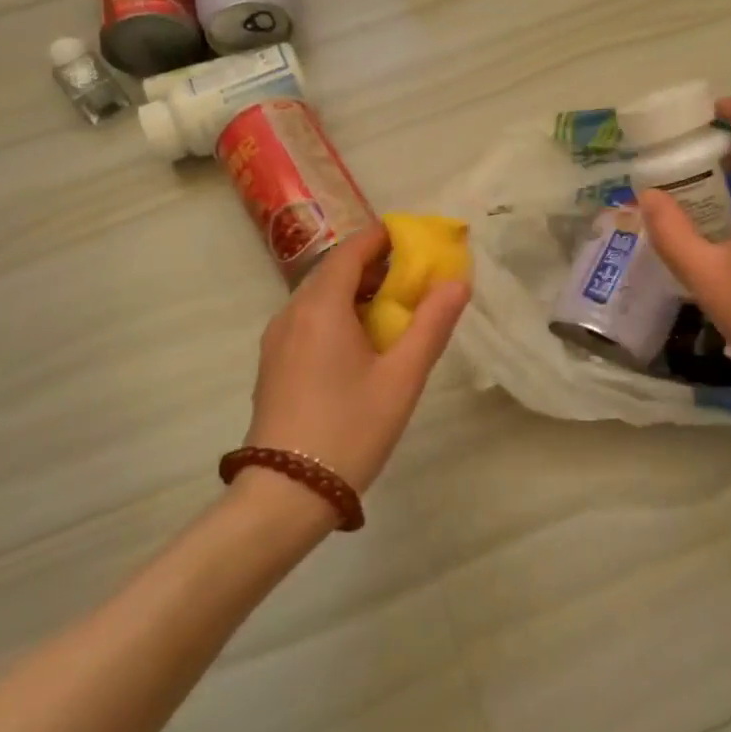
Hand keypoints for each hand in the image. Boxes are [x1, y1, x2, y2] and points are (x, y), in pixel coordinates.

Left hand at [244, 222, 470, 494]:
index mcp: (321, 307)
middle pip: (333, 272)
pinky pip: (308, 322)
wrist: (286, 493)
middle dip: (373, 266)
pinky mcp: (273, 365)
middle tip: (412, 277)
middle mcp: (291, 314)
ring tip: (393, 310)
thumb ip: (431, 325)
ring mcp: (277, 341)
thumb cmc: (350, 429)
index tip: (413, 238)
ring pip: (318, 298)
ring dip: (355, 293)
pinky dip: (337, 316)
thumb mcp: (402, 377)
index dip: (382, 238)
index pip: (351, 251)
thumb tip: (457, 282)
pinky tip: (360, 344)